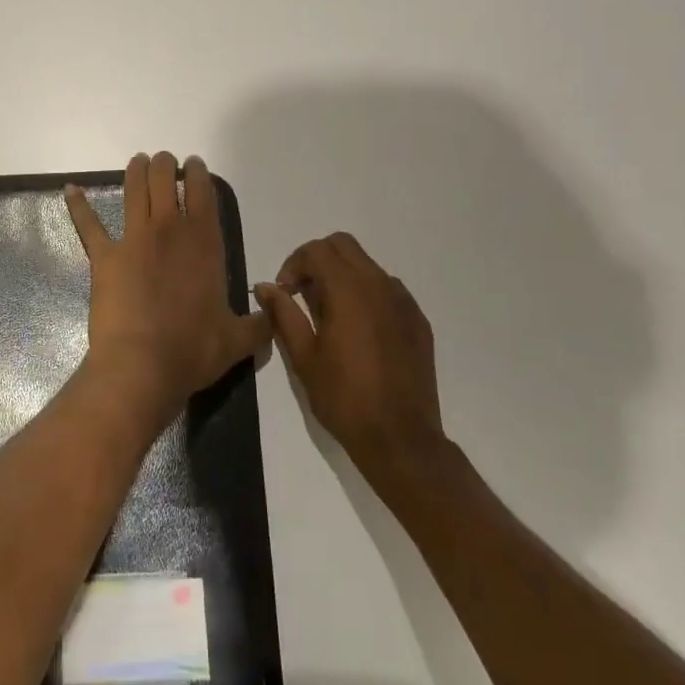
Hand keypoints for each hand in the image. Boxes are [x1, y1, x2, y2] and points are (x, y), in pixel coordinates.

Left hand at [65, 152, 270, 429]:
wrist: (142, 365)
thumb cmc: (192, 350)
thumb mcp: (237, 341)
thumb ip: (260, 324)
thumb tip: (273, 314)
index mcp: (204, 242)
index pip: (203, 192)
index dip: (199, 173)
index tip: (195, 165)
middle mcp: (169, 230)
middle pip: (165, 179)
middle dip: (166, 165)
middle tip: (165, 162)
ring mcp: (133, 238)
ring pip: (133, 190)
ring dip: (136, 171)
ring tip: (138, 161)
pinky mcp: (104, 255)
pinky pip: (88, 224)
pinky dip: (78, 205)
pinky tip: (70, 189)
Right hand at [254, 233, 446, 488]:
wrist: (401, 439)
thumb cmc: (344, 398)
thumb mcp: (303, 357)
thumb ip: (284, 314)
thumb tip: (266, 287)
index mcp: (348, 289)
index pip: (316, 250)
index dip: (293, 264)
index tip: (285, 292)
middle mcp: (379, 285)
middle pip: (344, 245)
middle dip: (318, 260)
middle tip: (303, 293)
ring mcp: (403, 302)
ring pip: (367, 265)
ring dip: (343, 275)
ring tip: (330, 313)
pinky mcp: (418, 321)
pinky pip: (388, 290)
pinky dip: (367, 294)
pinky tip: (359, 330)